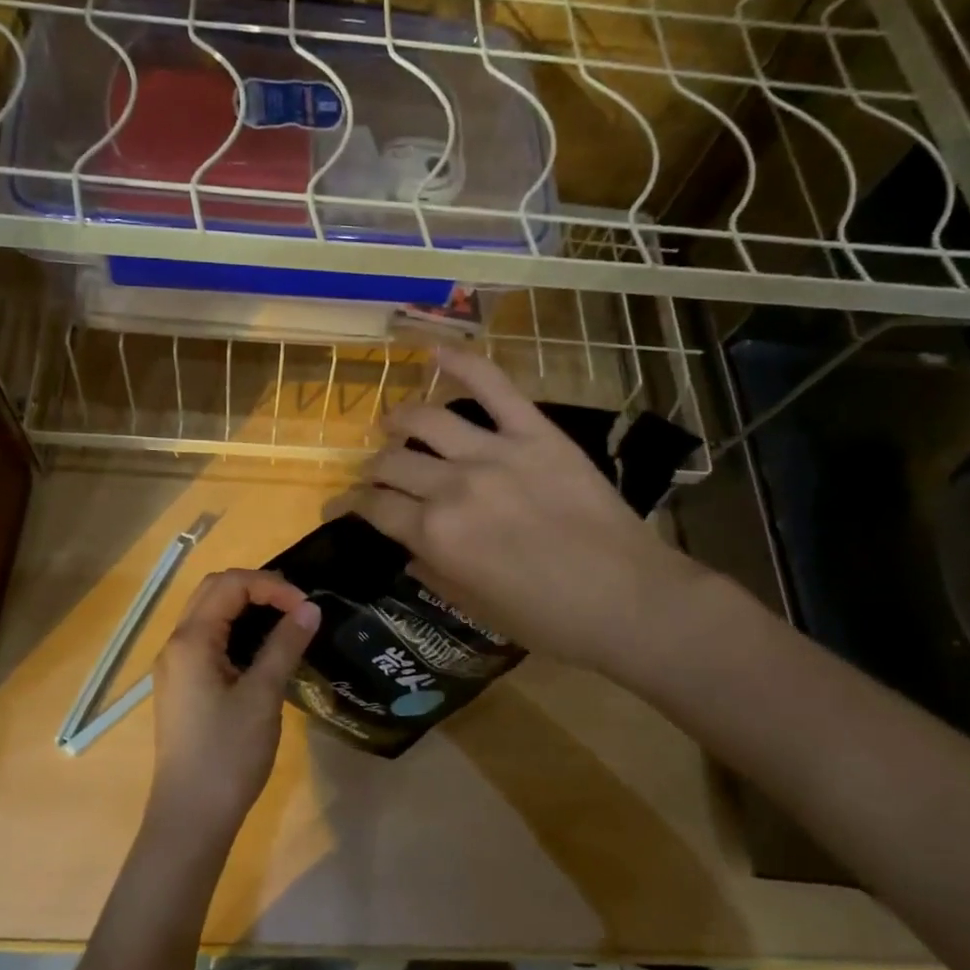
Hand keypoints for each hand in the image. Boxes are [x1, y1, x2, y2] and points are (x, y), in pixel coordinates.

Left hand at [147, 569, 319, 843]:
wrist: (191, 818)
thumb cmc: (228, 755)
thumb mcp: (263, 696)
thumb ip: (285, 645)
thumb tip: (310, 608)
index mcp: (191, 640)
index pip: (230, 585)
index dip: (271, 586)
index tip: (306, 608)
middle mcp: (176, 645)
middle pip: (214, 591)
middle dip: (257, 589)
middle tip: (296, 607)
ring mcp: (176, 667)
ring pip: (209, 615)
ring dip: (246, 609)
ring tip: (286, 623)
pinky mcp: (183, 686)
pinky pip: (208, 641)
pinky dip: (236, 632)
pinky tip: (263, 651)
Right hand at [338, 349, 710, 680]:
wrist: (629, 600)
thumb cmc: (549, 619)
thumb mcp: (475, 607)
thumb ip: (432, 571)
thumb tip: (407, 547)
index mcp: (435, 535)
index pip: (374, 508)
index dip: (349, 507)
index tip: (340, 507)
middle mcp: (452, 486)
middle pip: (392, 463)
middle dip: (373, 471)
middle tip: (377, 477)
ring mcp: (494, 452)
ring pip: (426, 418)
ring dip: (399, 419)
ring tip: (393, 423)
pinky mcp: (534, 432)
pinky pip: (493, 385)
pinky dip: (462, 362)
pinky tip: (434, 350)